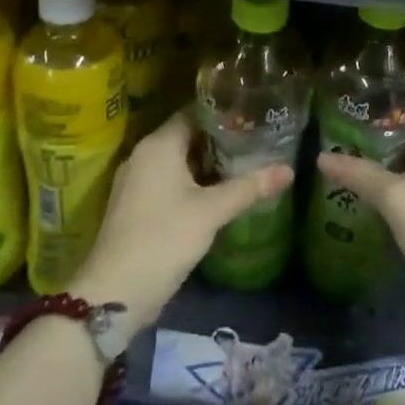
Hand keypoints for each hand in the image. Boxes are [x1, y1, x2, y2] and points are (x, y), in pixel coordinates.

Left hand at [68, 114, 291, 333]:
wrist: (114, 293)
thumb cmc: (164, 239)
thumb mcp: (211, 212)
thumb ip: (250, 187)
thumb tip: (289, 169)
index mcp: (158, 145)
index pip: (193, 112)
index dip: (223, 113)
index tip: (252, 115)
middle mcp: (143, 154)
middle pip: (186, 135)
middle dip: (219, 139)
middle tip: (255, 140)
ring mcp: (136, 181)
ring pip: (177, 160)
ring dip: (206, 162)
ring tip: (243, 163)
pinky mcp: (135, 204)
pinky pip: (167, 180)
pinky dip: (191, 181)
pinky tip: (216, 193)